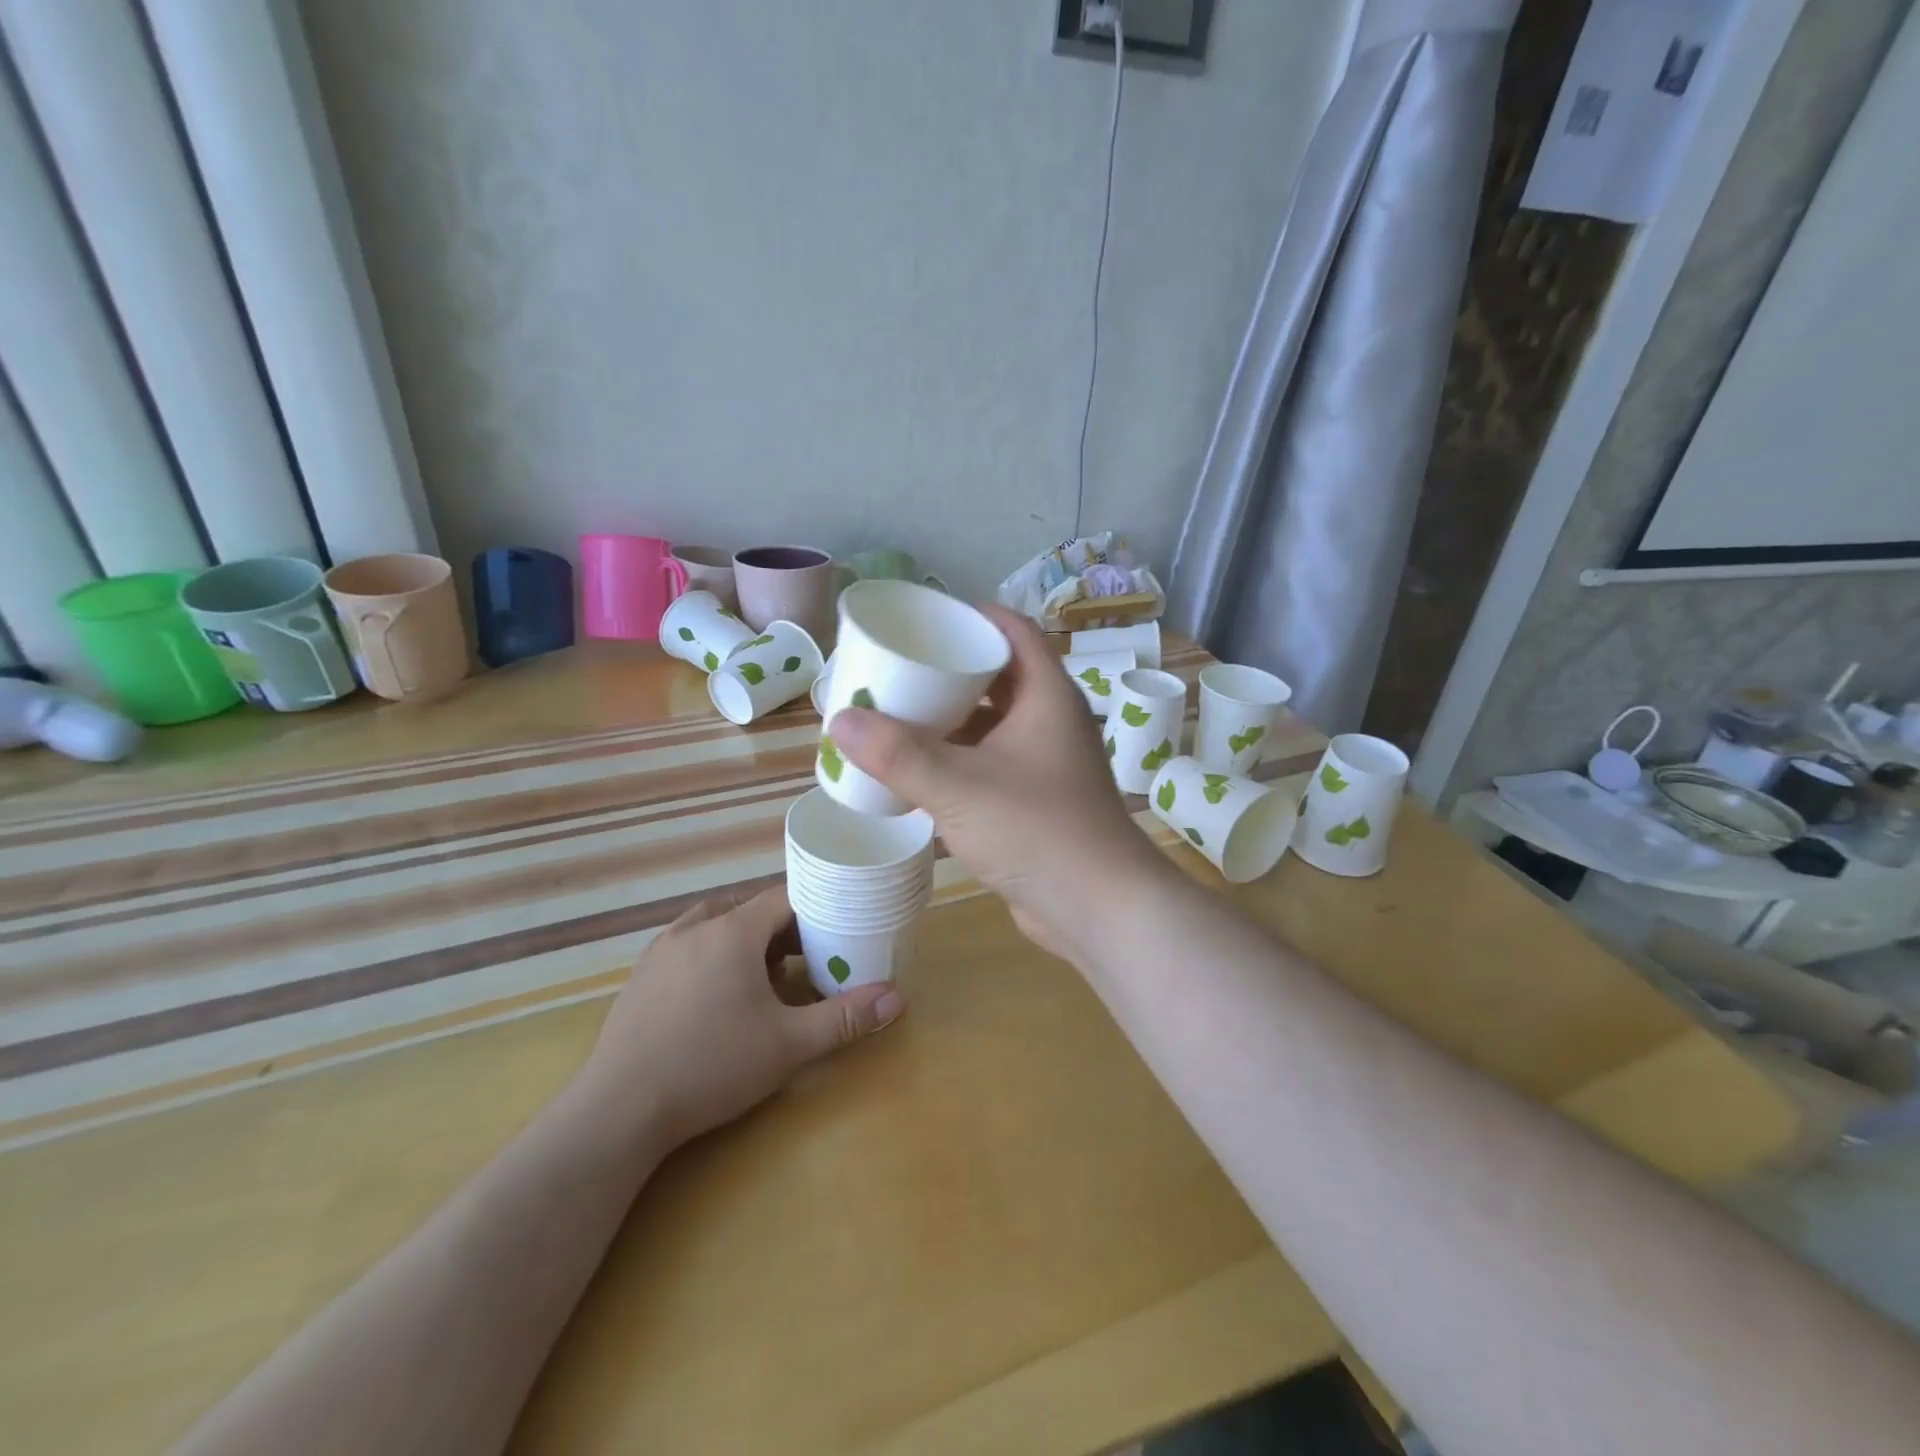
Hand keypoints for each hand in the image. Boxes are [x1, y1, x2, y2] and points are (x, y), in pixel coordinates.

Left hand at [577, 885, 902, 1151]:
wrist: (619, 1110)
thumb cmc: (711, 1066)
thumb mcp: (788, 1045)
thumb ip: (843, 1018)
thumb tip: (896, 998)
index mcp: (732, 932)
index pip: (783, 897)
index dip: (814, 906)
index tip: (837, 926)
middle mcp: (695, 928)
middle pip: (749, 908)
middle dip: (782, 927)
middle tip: (807, 956)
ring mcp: (661, 950)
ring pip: (714, 923)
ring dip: (744, 938)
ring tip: (764, 974)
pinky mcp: (640, 975)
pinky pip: (687, 944)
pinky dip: (712, 953)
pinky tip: (717, 995)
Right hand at [826, 605, 1170, 966]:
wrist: (1099, 909)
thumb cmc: (1037, 830)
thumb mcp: (959, 787)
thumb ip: (898, 755)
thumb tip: (840, 721)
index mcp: (1046, 694)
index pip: (1011, 629)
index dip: (969, 616)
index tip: (921, 619)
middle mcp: (1049, 720)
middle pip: (995, 675)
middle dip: (946, 671)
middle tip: (894, 670)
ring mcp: (1044, 763)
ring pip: (991, 723)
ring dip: (948, 719)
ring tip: (895, 715)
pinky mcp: (1034, 800)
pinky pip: (989, 762)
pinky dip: (956, 759)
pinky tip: (917, 769)